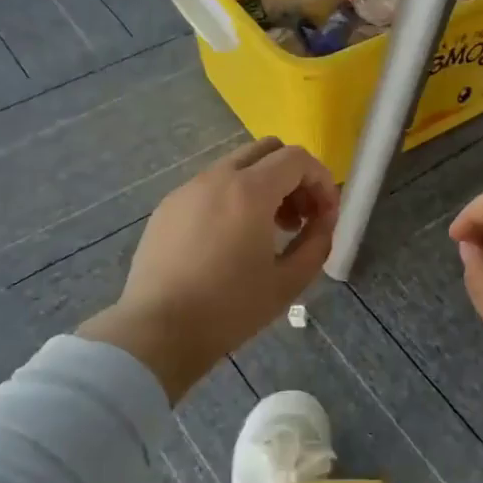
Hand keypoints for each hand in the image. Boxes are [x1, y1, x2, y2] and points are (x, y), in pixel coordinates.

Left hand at [78, 138, 337, 399]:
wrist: (158, 331)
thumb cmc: (230, 308)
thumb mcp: (289, 281)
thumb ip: (317, 242)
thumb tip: (323, 220)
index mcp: (250, 191)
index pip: (297, 159)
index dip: (321, 181)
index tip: (325, 216)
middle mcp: (217, 177)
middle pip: (267, 150)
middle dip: (293, 177)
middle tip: (300, 217)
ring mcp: (187, 189)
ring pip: (237, 166)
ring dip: (263, 186)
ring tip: (268, 231)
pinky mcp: (167, 207)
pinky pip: (210, 186)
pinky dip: (233, 198)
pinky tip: (230, 241)